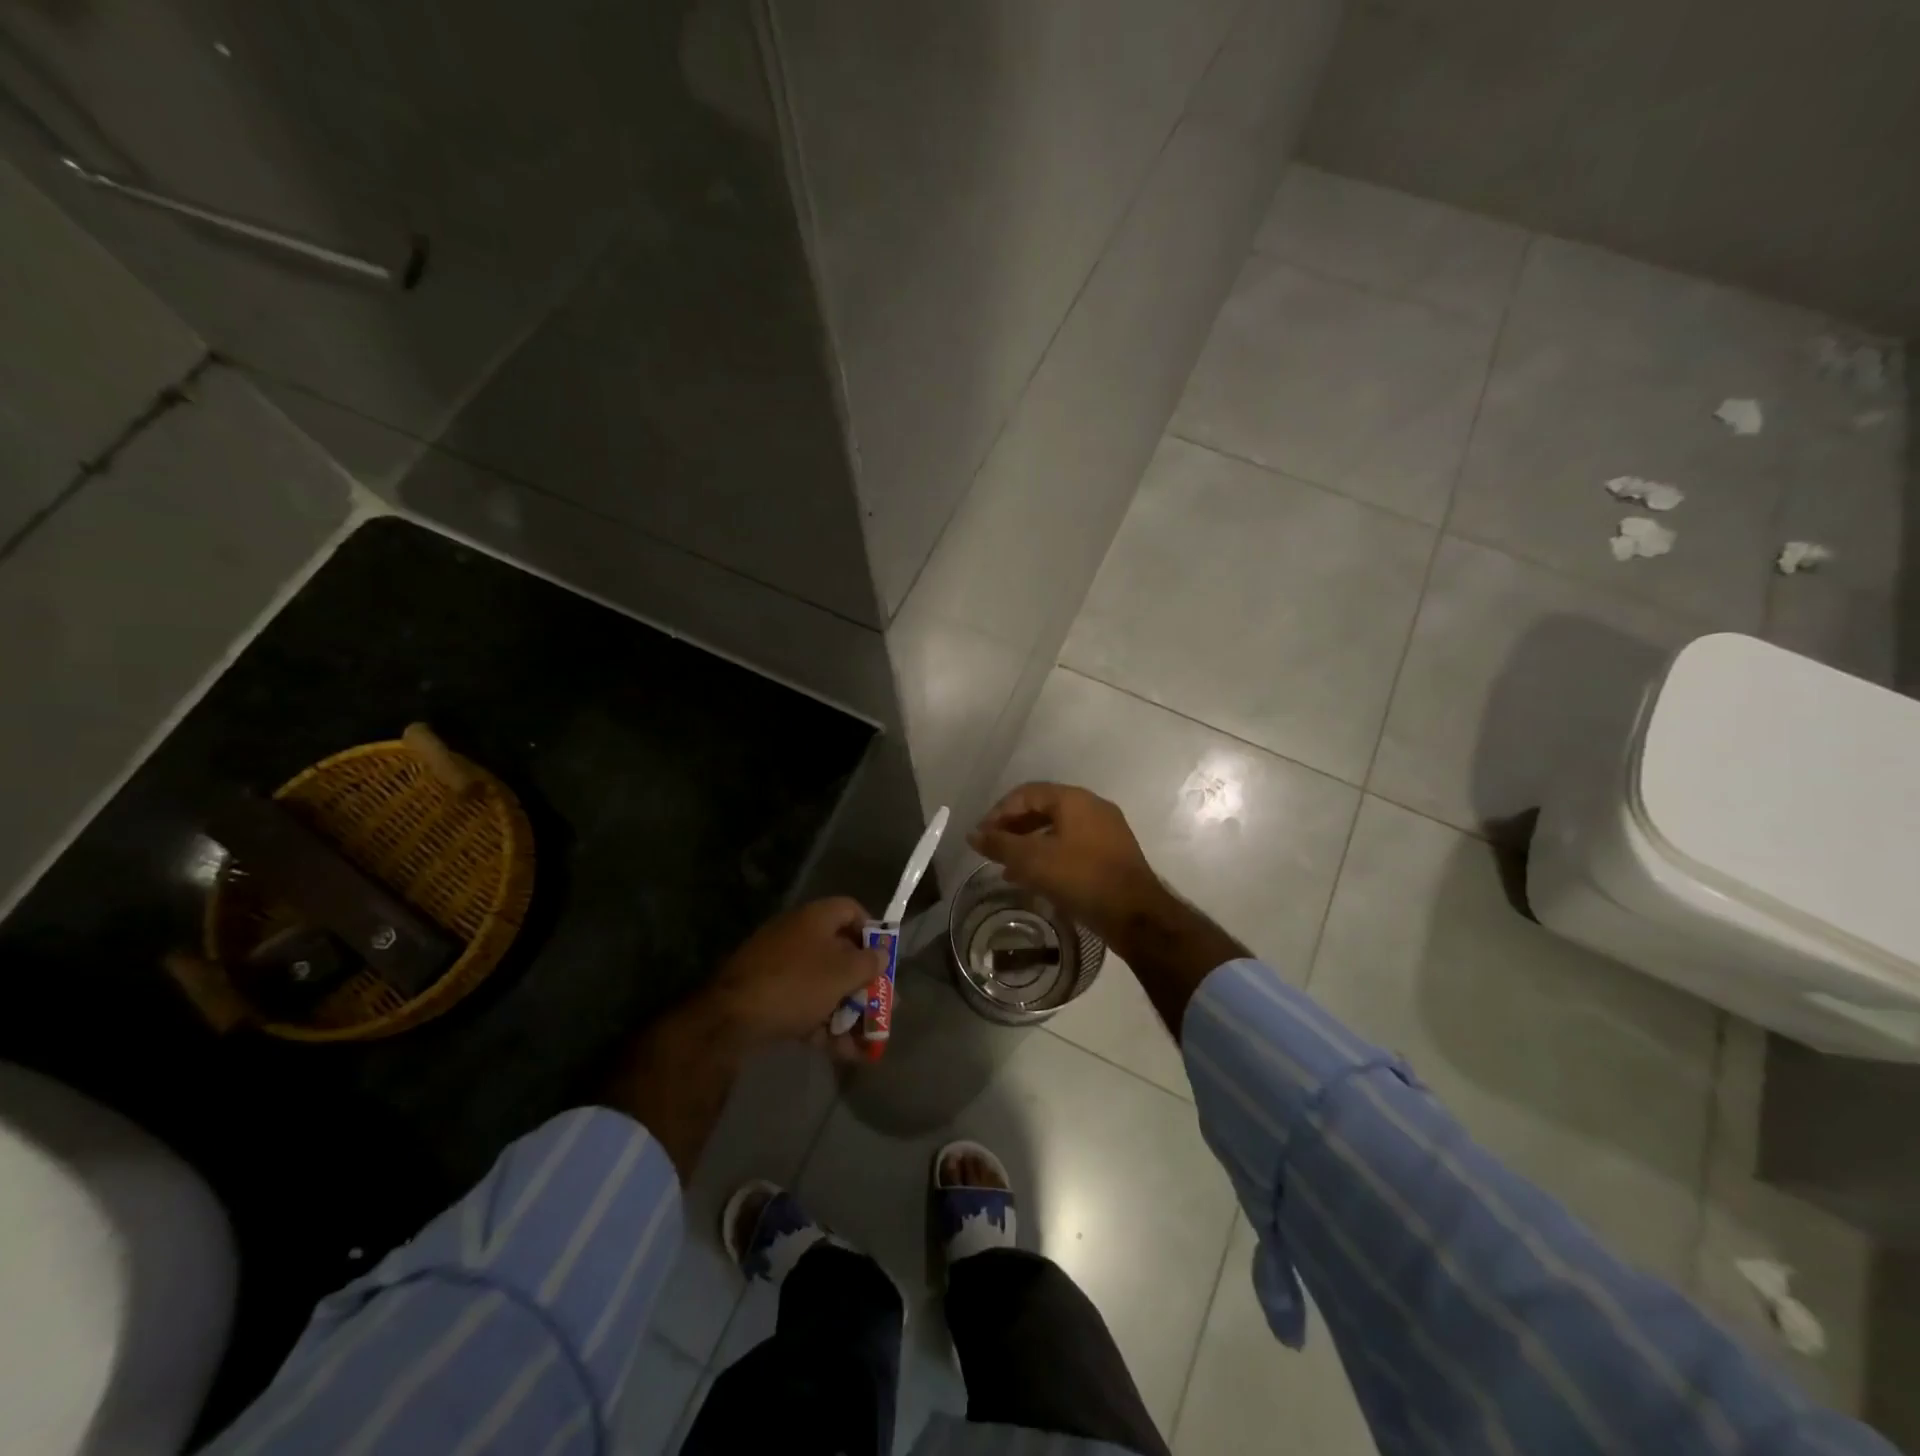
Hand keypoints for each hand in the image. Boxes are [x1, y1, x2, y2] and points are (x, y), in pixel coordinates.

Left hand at [705, 898, 887, 1052]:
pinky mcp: (767, 997)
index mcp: (815, 918)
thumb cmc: (796, 984)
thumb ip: (869, 963)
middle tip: (884, 1008)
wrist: (730, 1018)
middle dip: (864, 985)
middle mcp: (798, 936)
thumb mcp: (842, 973)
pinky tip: (844, 1054)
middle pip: (840, 954)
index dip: (872, 932)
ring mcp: (780, 967)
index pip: (851, 910)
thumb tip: (881, 954)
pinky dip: (825, 1026)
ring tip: (867, 1043)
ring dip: (848, 1012)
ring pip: (824, 986)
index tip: (885, 958)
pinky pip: (805, 1006)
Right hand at [968, 783, 1167, 944]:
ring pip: (1057, 831)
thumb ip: (1000, 844)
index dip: (999, 812)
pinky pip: (1072, 847)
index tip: (981, 836)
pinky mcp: (1111, 855)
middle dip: (1013, 829)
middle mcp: (1092, 808)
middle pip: (1043, 809)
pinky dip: (1049, 857)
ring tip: (1007, 868)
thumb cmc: (1081, 878)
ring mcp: (1105, 831)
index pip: (1027, 793)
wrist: (1135, 915)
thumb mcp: (1033, 860)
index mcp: (1074, 799)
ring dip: (1029, 845)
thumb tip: (973, 835)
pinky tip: (1035, 880)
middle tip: (992, 849)